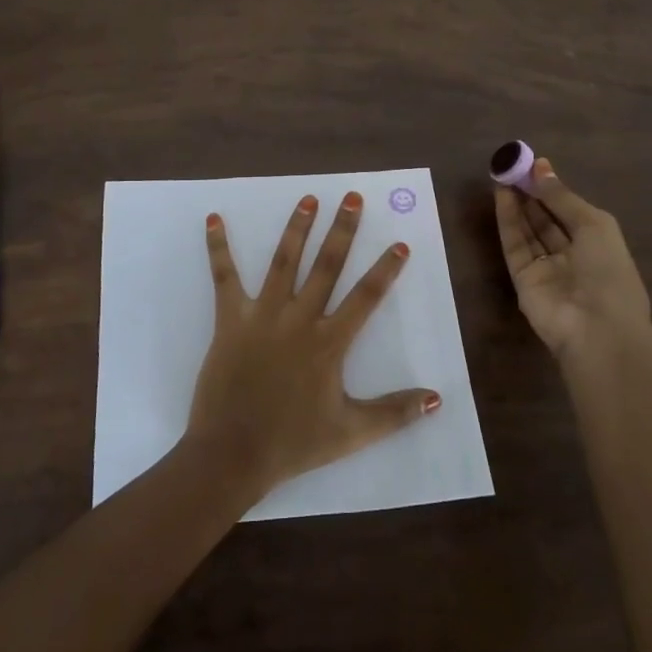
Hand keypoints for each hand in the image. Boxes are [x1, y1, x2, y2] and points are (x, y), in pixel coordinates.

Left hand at [185, 192, 441, 499]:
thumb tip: (436, 399)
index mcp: (329, 343)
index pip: (365, 298)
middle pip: (327, 266)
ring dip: (297, 228)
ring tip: (308, 199)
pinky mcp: (230, 318)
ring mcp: (263, 314)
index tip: (399, 244)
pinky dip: (218, 247)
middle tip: (352, 198)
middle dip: (342, 230)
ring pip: (284, 262)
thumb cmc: (294, 443)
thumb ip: (395, 413)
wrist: (233, 453)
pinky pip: (224, 276)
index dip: (385, 270)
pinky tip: (215, 218)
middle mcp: (299, 319)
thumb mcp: (352, 432)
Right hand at [494, 157, 651, 363]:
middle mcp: (571, 255)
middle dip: (531, 193)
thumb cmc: (608, 272)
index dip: (553, 188)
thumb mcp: (594, 225)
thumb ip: (562, 197)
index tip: (535, 164)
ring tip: (503, 174)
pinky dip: (508, 220)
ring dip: (517, 202)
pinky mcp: (522, 278)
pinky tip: (501, 196)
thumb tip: (541, 168)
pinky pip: (514, 244)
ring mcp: (545, 268)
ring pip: (528, 230)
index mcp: (598, 244)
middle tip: (513, 166)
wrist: (596, 328)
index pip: (570, 211)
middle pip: (546, 219)